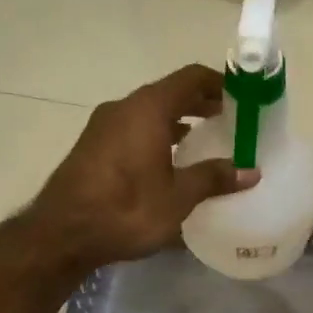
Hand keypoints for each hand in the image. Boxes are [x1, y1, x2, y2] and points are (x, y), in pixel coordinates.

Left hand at [28, 64, 256, 269]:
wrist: (62, 234)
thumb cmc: (126, 209)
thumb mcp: (178, 197)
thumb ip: (214, 178)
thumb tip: (250, 172)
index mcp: (147, 109)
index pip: (190, 78)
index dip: (218, 83)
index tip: (241, 97)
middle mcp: (124, 108)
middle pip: (169, 92)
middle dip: (200, 102)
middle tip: (229, 119)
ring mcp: (103, 126)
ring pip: (148, 111)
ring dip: (177, 119)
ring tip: (203, 138)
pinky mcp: (92, 146)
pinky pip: (133, 127)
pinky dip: (156, 133)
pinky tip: (168, 159)